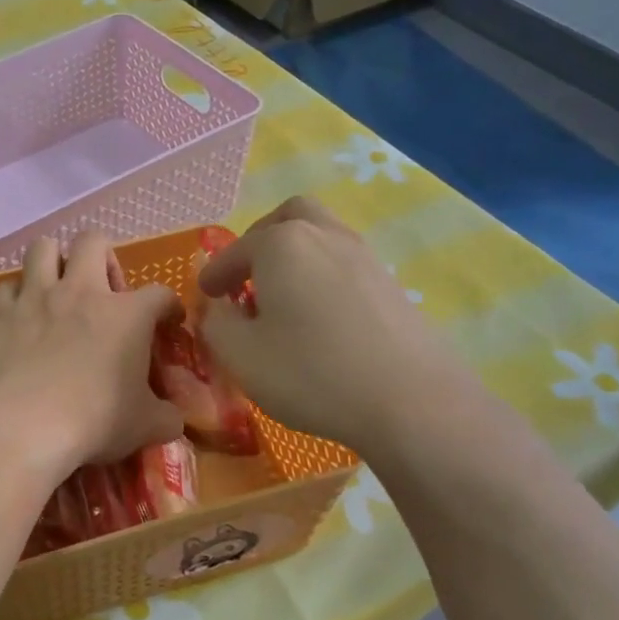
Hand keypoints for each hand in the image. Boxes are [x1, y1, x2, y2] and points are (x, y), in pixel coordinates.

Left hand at [0, 232, 183, 476]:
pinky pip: (7, 287)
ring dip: (53, 262)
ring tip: (56, 288)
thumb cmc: (93, 422)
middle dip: (103, 257)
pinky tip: (20, 318)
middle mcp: (80, 291)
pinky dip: (16, 297)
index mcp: (126, 314)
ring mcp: (34, 296)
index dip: (168, 307)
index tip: (166, 322)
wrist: (20, 426)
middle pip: (93, 242)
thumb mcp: (145, 426)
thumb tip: (174, 418)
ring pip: (43, 248)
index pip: (159, 294)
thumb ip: (167, 416)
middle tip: (103, 290)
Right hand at [197, 197, 454, 451]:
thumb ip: (216, 323)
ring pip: (322, 235)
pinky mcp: (391, 284)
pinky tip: (319, 316)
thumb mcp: (241, 355)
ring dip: (295, 255)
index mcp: (282, 244)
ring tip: (282, 296)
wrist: (412, 402)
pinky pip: (344, 264)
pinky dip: (322, 275)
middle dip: (260, 240)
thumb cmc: (312, 373)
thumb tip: (217, 308)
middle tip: (247, 275)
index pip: (235, 251)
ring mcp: (364, 256)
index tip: (205, 294)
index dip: (214, 274)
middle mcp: (324, 236)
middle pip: (288, 217)